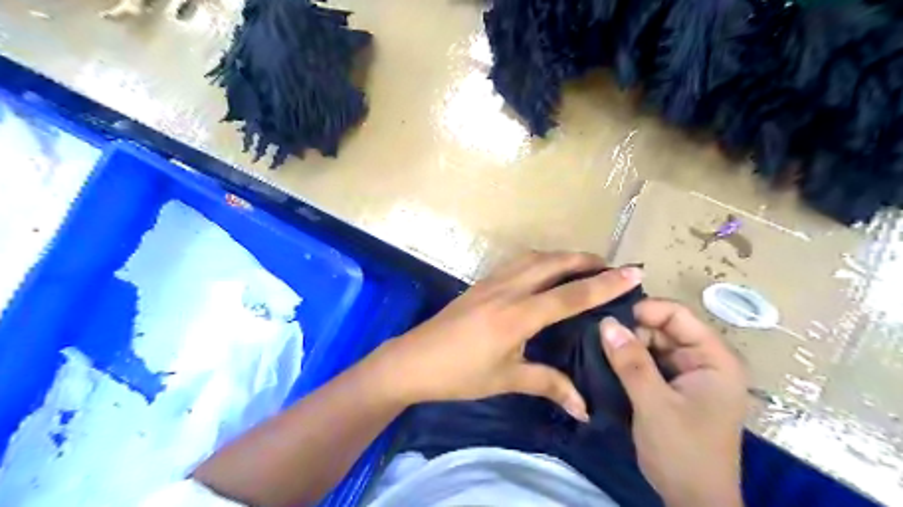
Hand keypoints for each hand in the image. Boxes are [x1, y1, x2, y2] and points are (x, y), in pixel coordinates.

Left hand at [367, 251, 640, 421]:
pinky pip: (517, 263)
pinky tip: (544, 271)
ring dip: (561, 257)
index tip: (633, 272)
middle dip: (585, 260)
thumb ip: (548, 385)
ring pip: (534, 258)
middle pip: (553, 263)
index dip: (605, 284)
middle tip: (610, 266)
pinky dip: (539, 260)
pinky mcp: (480, 283)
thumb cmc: (458, 374)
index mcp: (518, 315)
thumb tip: (584, 408)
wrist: (412, 361)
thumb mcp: (506, 380)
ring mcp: (491, 282)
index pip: (570, 295)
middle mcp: (508, 290)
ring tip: (582, 265)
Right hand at [598, 298, 747, 504]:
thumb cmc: (683, 452)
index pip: (679, 316)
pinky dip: (630, 361)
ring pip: (653, 345)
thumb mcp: (654, 404)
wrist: (693, 501)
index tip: (610, 319)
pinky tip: (608, 362)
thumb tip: (606, 322)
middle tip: (598, 338)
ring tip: (598, 348)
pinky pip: (649, 362)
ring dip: (628, 346)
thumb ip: (631, 362)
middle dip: (632, 330)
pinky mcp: (674, 387)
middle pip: (664, 328)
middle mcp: (704, 361)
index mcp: (714, 359)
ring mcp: (688, 374)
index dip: (645, 311)